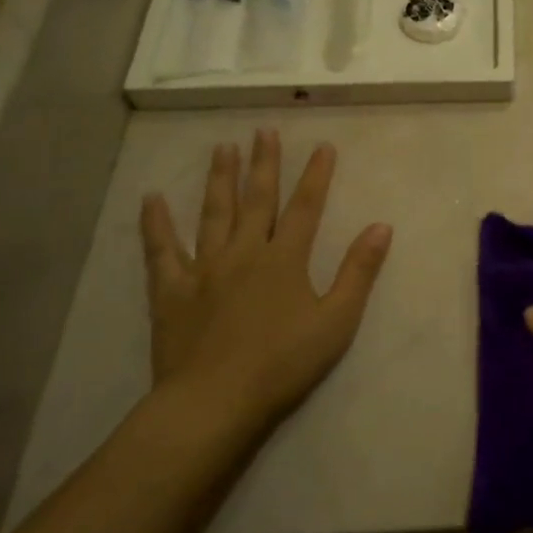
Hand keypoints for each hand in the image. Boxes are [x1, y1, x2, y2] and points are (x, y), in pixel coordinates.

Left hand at [140, 132, 391, 451]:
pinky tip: (151, 199)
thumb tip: (381, 226)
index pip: (305, 207)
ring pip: (213, 214)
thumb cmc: (283, 363)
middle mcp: (244, 253)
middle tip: (263, 131)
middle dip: (263, 164)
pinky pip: (161, 250)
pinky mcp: (171, 291)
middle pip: (257, 200)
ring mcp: (204, 269)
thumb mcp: (337, 320)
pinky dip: (156, 224)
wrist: (214, 401)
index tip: (323, 146)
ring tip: (222, 149)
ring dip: (219, 179)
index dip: (316, 175)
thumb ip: (358, 271)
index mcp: (285, 260)